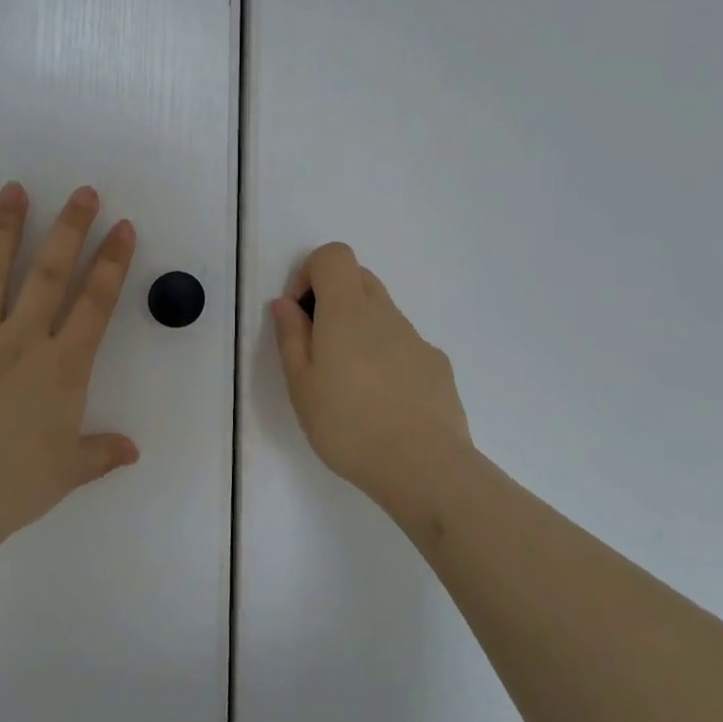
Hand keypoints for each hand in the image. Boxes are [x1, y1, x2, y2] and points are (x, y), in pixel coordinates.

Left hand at [0, 182, 139, 546]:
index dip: (112, 262)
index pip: (95, 303)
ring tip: (13, 189)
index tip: (122, 227)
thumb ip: (101, 453)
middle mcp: (21, 341)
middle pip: (49, 274)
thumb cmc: (14, 487)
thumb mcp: (68, 472)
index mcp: (61, 368)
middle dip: (69, 229)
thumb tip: (131, 451)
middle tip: (83, 192)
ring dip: (4, 229)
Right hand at [270, 242, 472, 511]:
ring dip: (358, 329)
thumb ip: (291, 336)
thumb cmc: (348, 424)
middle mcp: (385, 313)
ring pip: (381, 313)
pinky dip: (385, 356)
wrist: (424, 466)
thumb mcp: (301, 384)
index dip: (309, 273)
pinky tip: (382, 402)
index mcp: (347, 311)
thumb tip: (285, 303)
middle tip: (316, 346)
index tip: (299, 314)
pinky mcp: (437, 365)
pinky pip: (403, 344)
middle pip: (358, 278)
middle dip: (332, 298)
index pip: (333, 255)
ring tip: (348, 383)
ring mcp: (416, 338)